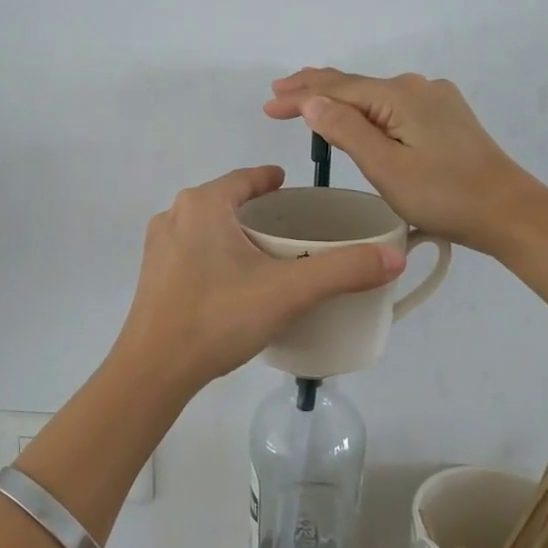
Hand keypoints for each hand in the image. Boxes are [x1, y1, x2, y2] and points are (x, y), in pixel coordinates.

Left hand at [113, 166, 404, 390]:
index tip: (291, 187)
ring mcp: (157, 247)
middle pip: (225, 201)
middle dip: (255, 208)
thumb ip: (343, 270)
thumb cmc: (219, 317)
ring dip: (233, 233)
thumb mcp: (289, 291)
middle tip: (289, 227)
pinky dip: (215, 255)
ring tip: (265, 255)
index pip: (245, 178)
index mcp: (203, 204)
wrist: (154, 369)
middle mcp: (175, 216)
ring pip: (206, 227)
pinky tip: (233, 283)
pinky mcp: (152, 277)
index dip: (271, 180)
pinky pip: (191, 251)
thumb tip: (395, 256)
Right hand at [265, 69, 547, 253]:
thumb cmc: (444, 196)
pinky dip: (365, 108)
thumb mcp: (386, 168)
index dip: (300, 95)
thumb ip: (347, 131)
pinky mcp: (446, 117)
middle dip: (314, 89)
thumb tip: (312, 101)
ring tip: (307, 100)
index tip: (267, 105)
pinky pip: (393, 105)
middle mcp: (417, 86)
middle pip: (355, 85)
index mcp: (400, 95)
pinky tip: (355, 114)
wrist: (509, 212)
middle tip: (278, 93)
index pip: (337, 89)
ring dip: (339, 98)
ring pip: (374, 95)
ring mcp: (435, 100)